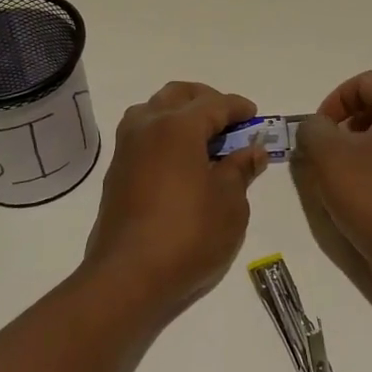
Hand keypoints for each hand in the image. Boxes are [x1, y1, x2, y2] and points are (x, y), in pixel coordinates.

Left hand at [82, 81, 267, 323]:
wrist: (128, 276)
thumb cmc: (188, 235)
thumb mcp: (229, 203)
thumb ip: (240, 169)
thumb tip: (251, 151)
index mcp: (178, 126)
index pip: (214, 104)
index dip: (238, 108)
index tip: (255, 117)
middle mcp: (147, 126)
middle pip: (178, 95)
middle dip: (206, 101)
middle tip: (229, 122)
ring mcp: (127, 148)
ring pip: (153, 110)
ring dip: (179, 114)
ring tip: (203, 138)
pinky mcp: (116, 171)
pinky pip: (143, 134)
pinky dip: (164, 134)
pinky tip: (181, 160)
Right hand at [294, 71, 371, 283]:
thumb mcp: (328, 156)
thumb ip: (313, 129)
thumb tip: (316, 127)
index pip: (365, 82)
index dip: (334, 101)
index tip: (317, 132)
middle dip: (348, 124)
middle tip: (328, 152)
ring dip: (363, 147)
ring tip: (343, 176)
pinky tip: (366, 196)